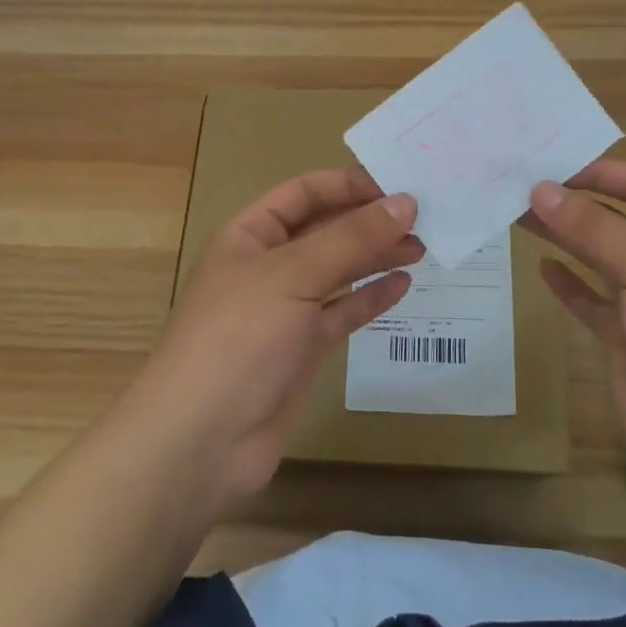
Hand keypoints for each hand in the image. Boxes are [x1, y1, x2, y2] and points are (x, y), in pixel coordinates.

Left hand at [125, 168, 422, 511]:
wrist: (200, 442)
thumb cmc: (238, 339)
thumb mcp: (292, 275)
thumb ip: (351, 238)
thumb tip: (406, 202)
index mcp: (251, 235)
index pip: (305, 193)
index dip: (350, 185)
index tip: (401, 186)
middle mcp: (269, 266)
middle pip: (326, 230)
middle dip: (370, 221)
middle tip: (425, 218)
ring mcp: (287, 310)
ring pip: (339, 271)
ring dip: (376, 256)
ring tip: (422, 247)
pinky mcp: (303, 349)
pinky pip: (343, 313)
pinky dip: (371, 298)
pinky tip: (401, 285)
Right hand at [523, 159, 625, 510]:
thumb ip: (594, 229)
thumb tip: (540, 189)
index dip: (601, 173)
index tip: (551, 165)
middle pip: (617, 221)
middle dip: (574, 203)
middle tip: (520, 187)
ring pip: (599, 258)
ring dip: (564, 237)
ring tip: (518, 215)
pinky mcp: (625, 338)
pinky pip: (590, 302)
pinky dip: (567, 284)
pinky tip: (542, 267)